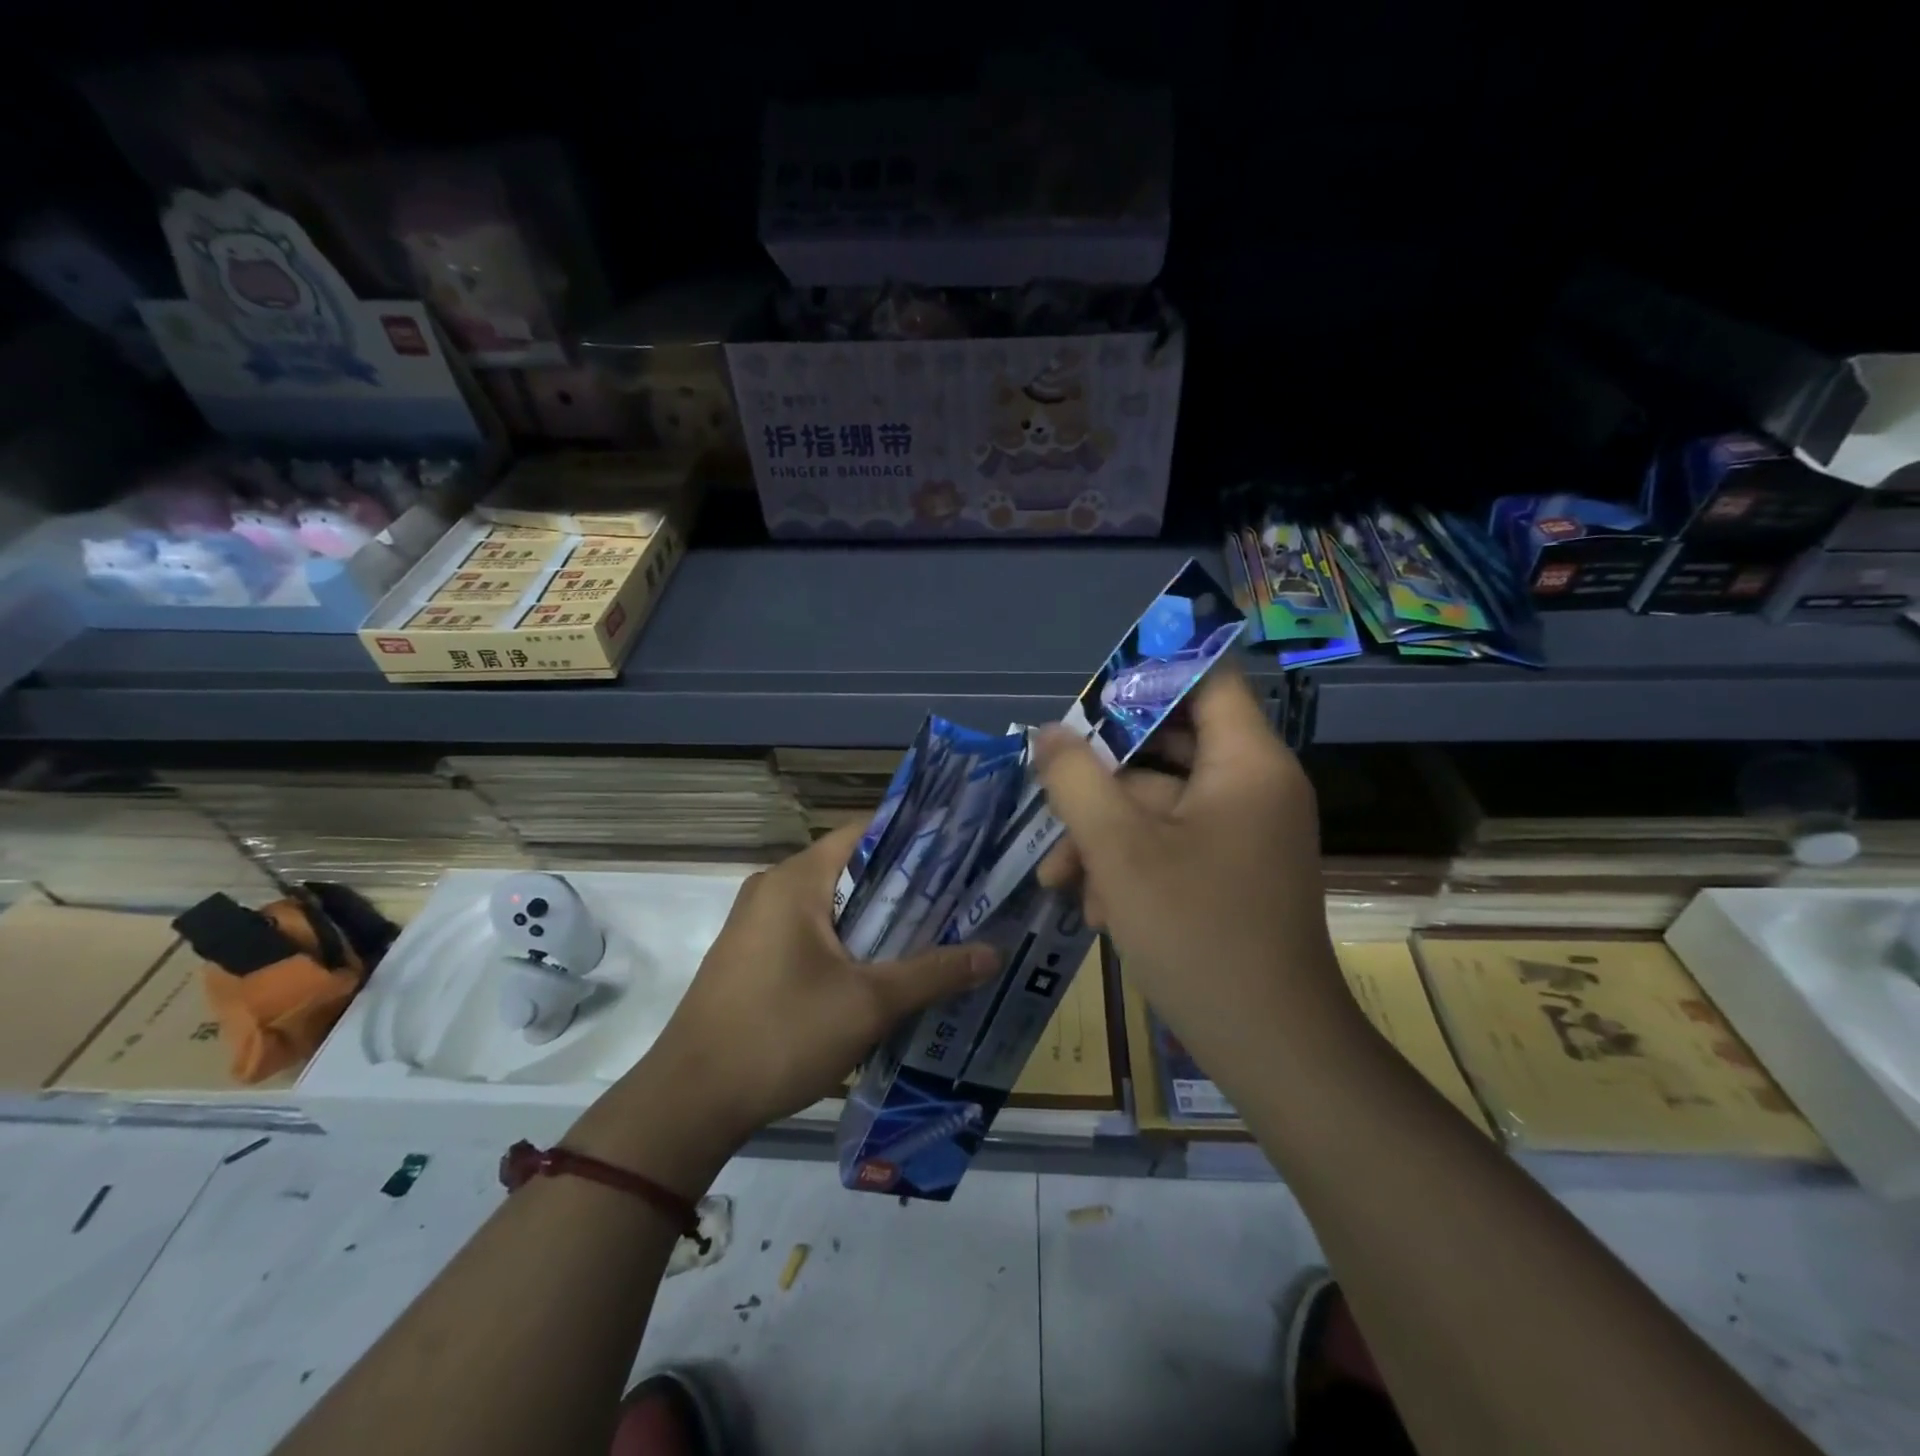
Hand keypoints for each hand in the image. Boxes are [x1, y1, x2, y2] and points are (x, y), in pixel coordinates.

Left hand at [621, 824, 998, 1155]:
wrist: (689, 1103)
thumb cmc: (780, 1035)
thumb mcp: (868, 1004)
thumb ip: (934, 972)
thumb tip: (994, 953)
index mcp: (797, 879)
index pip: (866, 831)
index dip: (916, 838)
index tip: (962, 854)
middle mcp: (774, 887)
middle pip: (853, 868)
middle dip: (907, 885)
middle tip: (962, 900)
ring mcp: (758, 922)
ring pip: (834, 904)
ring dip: (880, 919)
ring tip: (936, 934)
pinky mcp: (753, 955)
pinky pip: (813, 931)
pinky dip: (850, 942)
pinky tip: (884, 971)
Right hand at [1035, 667, 1350, 1080]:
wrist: (1270, 1047)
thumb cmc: (1197, 934)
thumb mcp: (1119, 849)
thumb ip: (1076, 779)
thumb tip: (1048, 734)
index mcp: (1246, 762)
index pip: (1206, 678)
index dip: (1147, 673)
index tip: (1088, 696)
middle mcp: (1253, 786)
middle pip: (1168, 745)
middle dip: (1102, 776)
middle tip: (1052, 787)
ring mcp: (1244, 832)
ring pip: (1159, 803)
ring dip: (1104, 834)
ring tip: (1058, 878)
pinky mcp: (1231, 871)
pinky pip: (1172, 842)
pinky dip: (1131, 863)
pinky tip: (1097, 908)